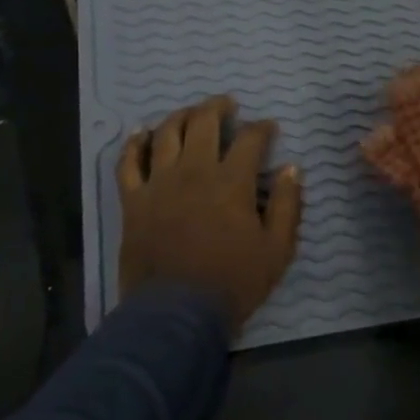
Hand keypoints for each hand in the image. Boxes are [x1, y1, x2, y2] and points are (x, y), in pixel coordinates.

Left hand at [117, 96, 302, 329]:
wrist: (176, 314)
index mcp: (232, 182)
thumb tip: (291, 168)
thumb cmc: (233, 282)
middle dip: (219, 108)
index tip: (269, 128)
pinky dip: (135, 143)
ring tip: (192, 113)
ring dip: (181, 116)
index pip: (250, 139)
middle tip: (228, 105)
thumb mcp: (277, 249)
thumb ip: (287, 205)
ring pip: (166, 133)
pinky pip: (128, 162)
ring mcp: (159, 183)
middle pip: (204, 123)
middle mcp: (194, 172)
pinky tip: (142, 133)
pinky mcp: (133, 200)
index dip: (262, 128)